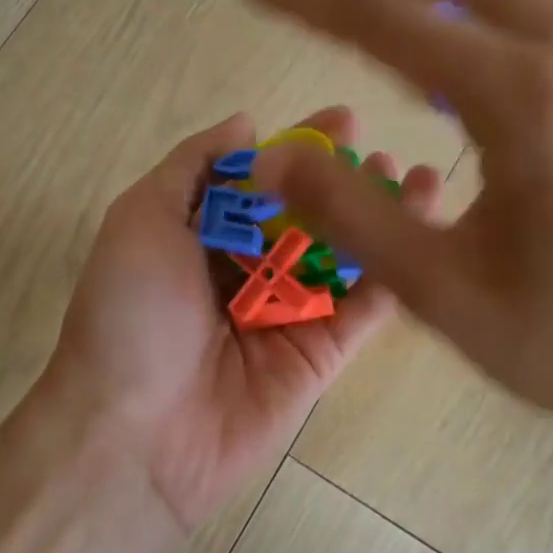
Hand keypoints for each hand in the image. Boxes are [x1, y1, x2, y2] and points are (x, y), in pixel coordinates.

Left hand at [42, 108, 440, 536]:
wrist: (135, 432)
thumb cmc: (130, 313)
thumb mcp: (141, 219)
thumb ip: (192, 165)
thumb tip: (246, 122)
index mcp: (203, 235)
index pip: (263, 180)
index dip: (302, 149)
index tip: (345, 119)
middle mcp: (249, 269)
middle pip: (309, 215)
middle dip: (349, 181)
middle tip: (386, 154)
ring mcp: (288, 312)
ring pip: (344, 256)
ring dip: (381, 218)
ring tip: (422, 181)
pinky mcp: (321, 354)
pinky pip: (363, 307)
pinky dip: (393, 270)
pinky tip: (422, 232)